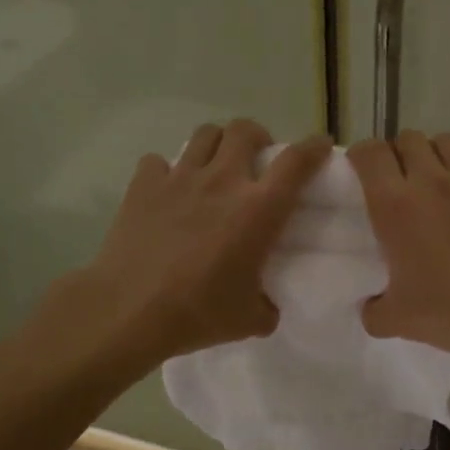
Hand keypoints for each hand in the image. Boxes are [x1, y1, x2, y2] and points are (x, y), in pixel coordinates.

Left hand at [52, 120, 331, 373]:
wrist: (128, 311)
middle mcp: (222, 181)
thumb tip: (266, 305)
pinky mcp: (143, 185)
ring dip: (217, 145)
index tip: (320, 146)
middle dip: (257, 137)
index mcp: (258, 209)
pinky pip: (159, 161)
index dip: (314, 147)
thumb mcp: (249, 320)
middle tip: (256, 160)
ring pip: (205, 134)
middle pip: (245, 130)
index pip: (296, 162)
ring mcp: (179, 178)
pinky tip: (167, 192)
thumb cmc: (197, 313)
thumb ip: (267, 306)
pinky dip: (167, 171)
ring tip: (215, 166)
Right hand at [349, 131, 449, 369]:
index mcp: (395, 206)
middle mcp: (430, 180)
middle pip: (407, 139)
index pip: (369, 154)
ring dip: (434, 154)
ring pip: (445, 140)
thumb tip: (370, 307)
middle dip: (398, 154)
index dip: (360, 156)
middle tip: (399, 182)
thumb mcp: (400, 322)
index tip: (360, 173)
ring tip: (436, 180)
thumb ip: (373, 312)